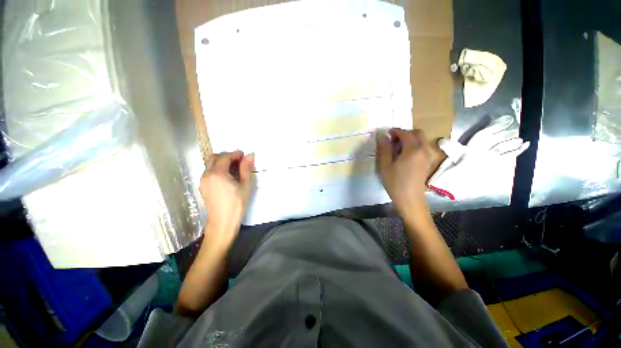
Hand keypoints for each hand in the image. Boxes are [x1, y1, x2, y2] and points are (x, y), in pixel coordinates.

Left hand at [201, 151, 254, 244]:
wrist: (223, 223)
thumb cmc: (237, 204)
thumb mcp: (245, 185)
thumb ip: (246, 169)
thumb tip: (250, 156)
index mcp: (217, 173)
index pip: (225, 157)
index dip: (235, 154)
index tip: (244, 156)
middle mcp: (206, 175)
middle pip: (214, 158)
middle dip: (227, 156)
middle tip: (240, 162)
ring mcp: (203, 181)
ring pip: (211, 164)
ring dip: (222, 163)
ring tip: (235, 170)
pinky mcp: (203, 187)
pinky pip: (209, 172)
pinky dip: (218, 169)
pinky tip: (228, 177)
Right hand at [377, 129, 431, 220]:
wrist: (410, 199)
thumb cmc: (395, 183)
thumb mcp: (386, 165)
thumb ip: (384, 149)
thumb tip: (382, 136)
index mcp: (413, 149)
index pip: (405, 133)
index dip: (395, 131)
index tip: (386, 134)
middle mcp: (424, 149)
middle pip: (417, 133)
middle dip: (405, 133)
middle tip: (393, 140)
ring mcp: (428, 156)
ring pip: (422, 139)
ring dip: (411, 138)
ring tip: (398, 147)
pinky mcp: (428, 162)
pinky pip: (424, 147)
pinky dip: (415, 145)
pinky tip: (406, 154)